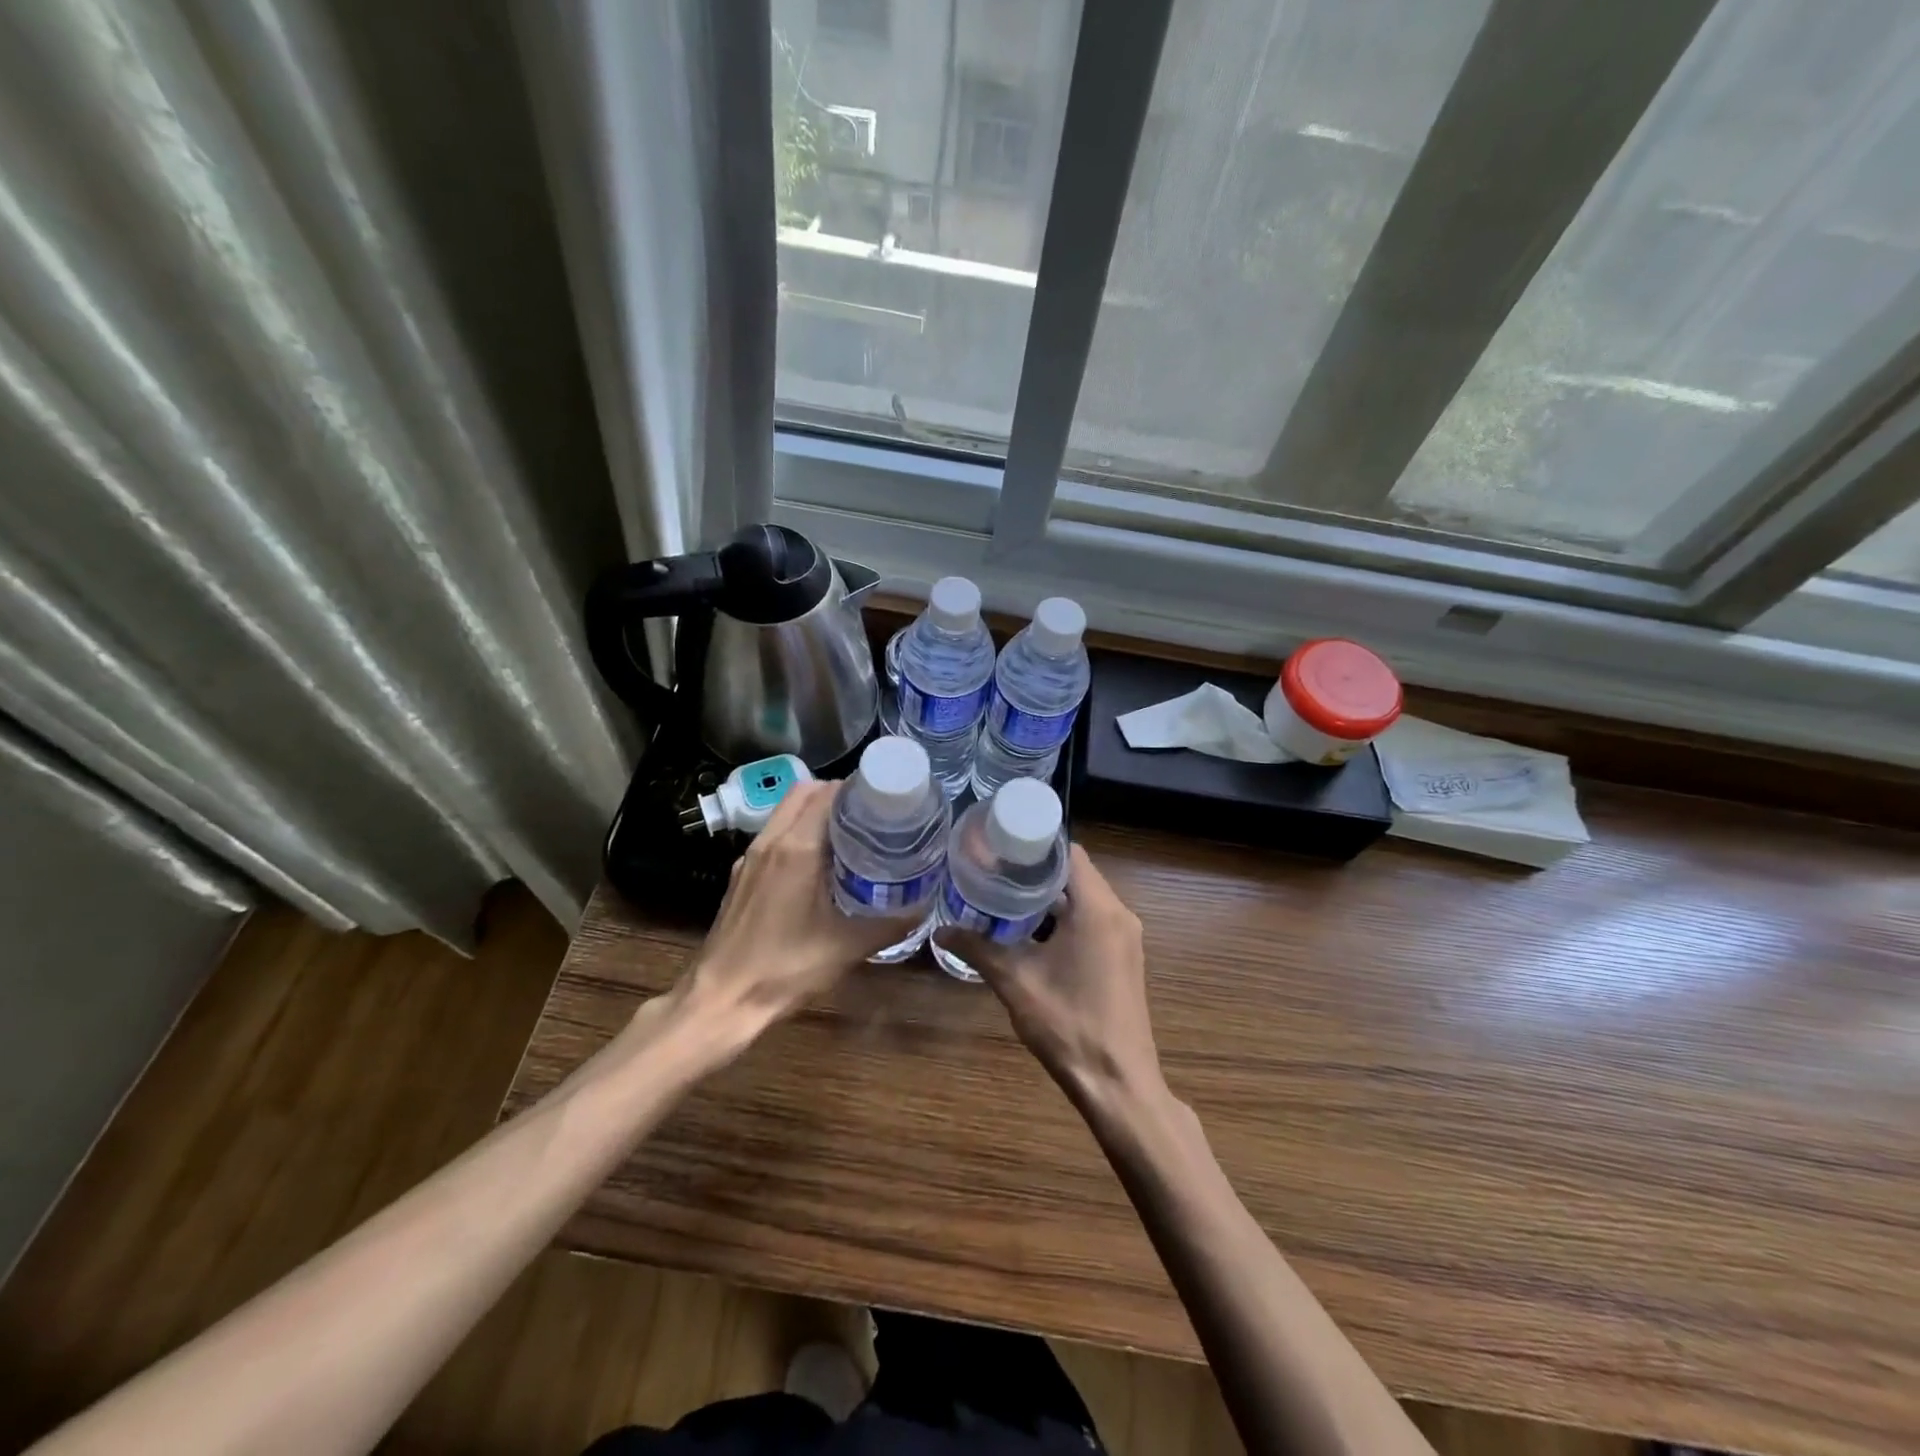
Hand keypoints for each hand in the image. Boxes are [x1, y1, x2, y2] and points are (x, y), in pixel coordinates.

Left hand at [677, 780, 918, 1043]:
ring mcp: (750, 857)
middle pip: (804, 792)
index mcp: (796, 848)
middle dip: (837, 794)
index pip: (827, 793)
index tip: (885, 799)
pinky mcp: (741, 875)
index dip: (857, 789)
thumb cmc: (785, 969)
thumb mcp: (847, 948)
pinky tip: (818, 864)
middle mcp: (770, 842)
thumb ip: (890, 924)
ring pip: (785, 812)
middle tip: (870, 813)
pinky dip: (797, 832)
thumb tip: (924, 907)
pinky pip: (773, 835)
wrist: (721, 1001)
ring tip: (850, 833)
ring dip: (814, 811)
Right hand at [933, 844, 1163, 1107]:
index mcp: (1097, 909)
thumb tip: (940, 930)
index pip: (1069, 853)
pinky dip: (1065, 917)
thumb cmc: (1068, 1025)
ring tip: (1005, 895)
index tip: (1001, 845)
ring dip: (1050, 896)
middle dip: (1037, 870)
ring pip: (1085, 898)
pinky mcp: (1124, 956)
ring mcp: (1125, 936)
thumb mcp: (1015, 982)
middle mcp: (1118, 914)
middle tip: (994, 869)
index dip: (1036, 845)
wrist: (1118, 1083)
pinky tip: (1031, 931)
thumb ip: (978, 949)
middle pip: (1076, 873)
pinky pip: (1093, 919)